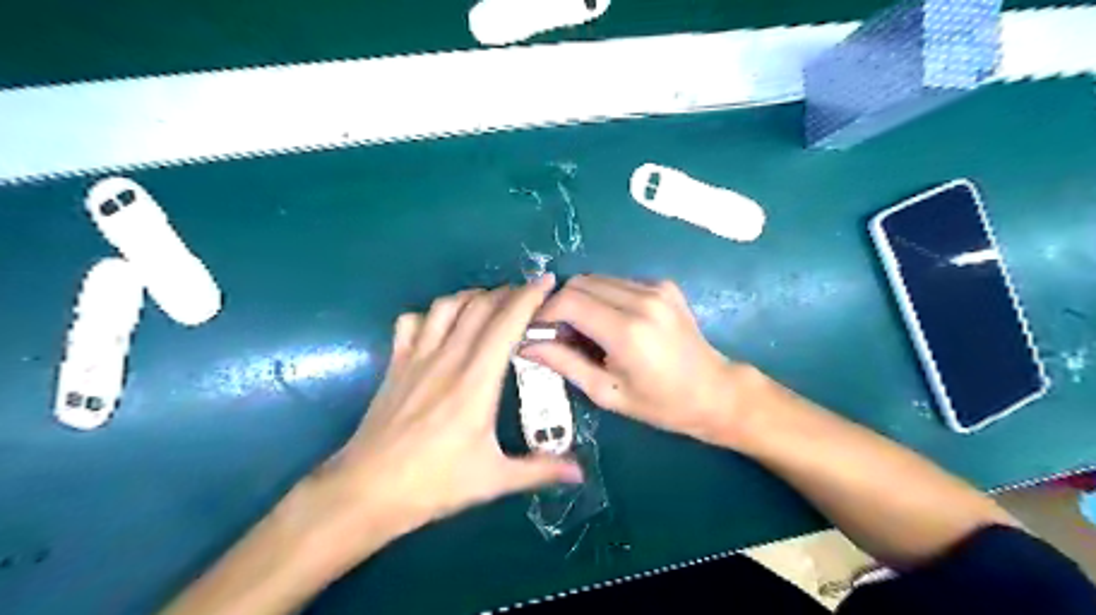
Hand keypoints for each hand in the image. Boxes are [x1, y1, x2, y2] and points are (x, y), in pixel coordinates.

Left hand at [314, 277, 581, 550]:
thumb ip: (539, 470)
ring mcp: (417, 357)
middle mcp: (447, 359)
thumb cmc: (434, 484)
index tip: (548, 281)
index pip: (506, 324)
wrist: (366, 490)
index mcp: (476, 382)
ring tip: (490, 305)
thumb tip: (581, 473)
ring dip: (473, 297)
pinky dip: (432, 314)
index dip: (529, 297)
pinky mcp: (395, 364)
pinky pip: (413, 321)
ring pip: (446, 306)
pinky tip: (442, 325)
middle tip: (528, 296)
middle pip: (480, 306)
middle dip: (508, 292)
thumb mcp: (493, 480)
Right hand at [519, 277, 745, 445]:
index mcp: (627, 331)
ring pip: (597, 279)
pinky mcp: (664, 285)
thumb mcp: (607, 392)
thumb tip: (526, 344)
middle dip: (560, 304)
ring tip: (583, 330)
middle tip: (557, 333)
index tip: (536, 332)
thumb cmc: (660, 404)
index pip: (569, 301)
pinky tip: (610, 322)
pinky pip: (617, 282)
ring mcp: (656, 288)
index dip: (544, 313)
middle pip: (579, 283)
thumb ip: (564, 363)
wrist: (714, 392)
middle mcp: (642, 300)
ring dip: (581, 300)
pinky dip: (603, 297)